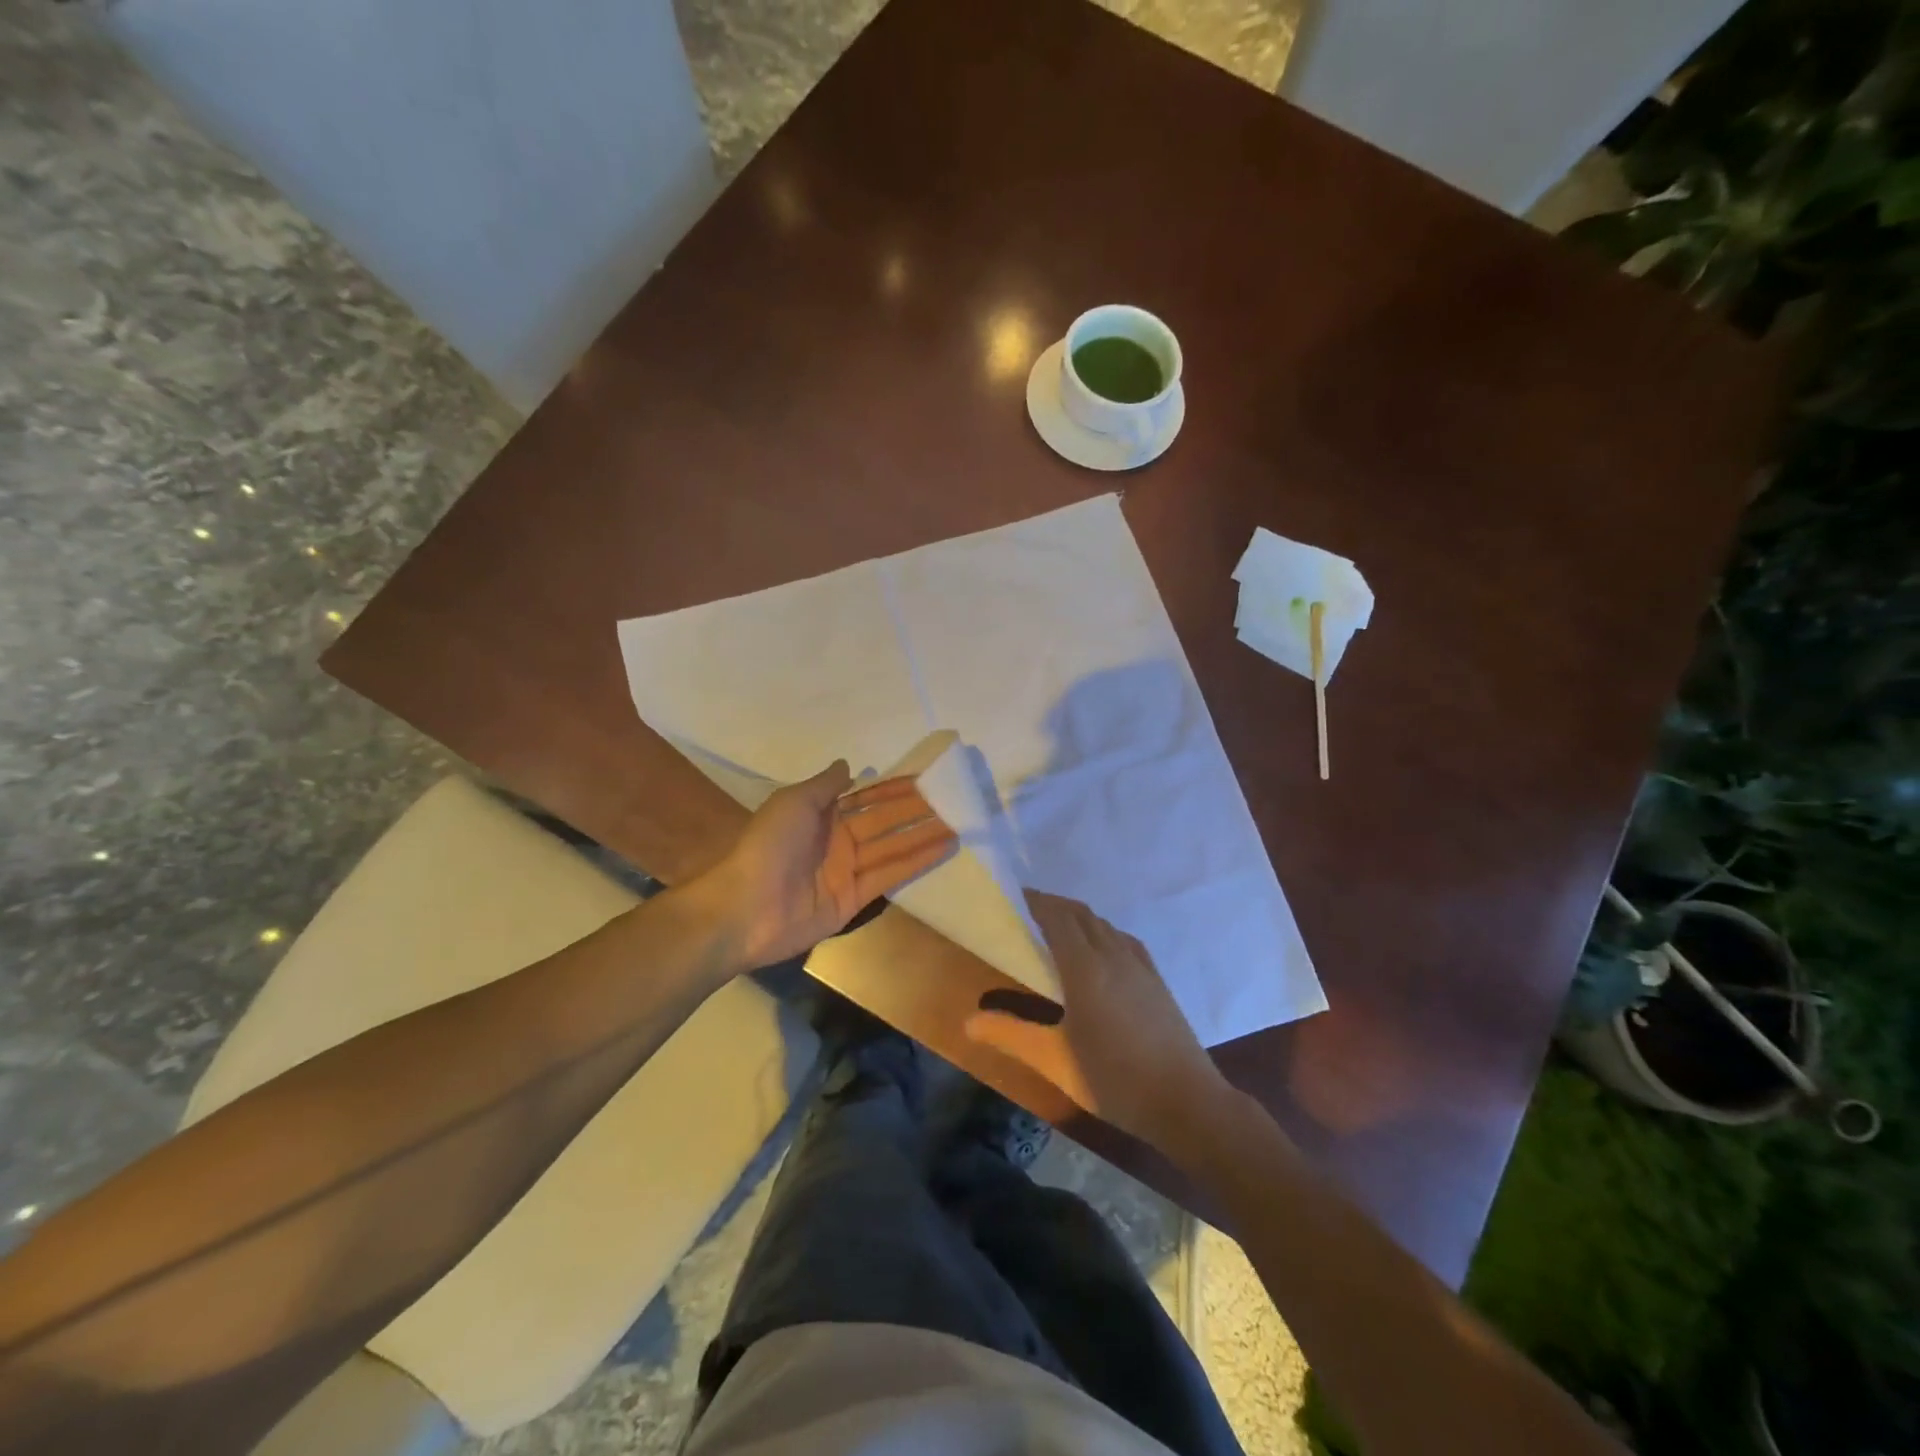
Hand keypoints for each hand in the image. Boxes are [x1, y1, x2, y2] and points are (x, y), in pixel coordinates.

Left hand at [702, 760, 957, 969]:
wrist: (746, 908)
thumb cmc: (768, 846)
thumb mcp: (793, 803)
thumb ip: (824, 786)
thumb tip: (848, 766)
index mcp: (819, 816)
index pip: (864, 798)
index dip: (891, 789)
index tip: (922, 779)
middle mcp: (836, 840)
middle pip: (882, 822)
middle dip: (914, 811)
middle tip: (950, 799)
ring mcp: (846, 871)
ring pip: (892, 847)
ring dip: (922, 835)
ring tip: (957, 823)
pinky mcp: (854, 899)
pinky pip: (890, 875)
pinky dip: (916, 862)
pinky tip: (943, 848)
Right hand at [964, 891, 1229, 1150]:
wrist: (1186, 1101)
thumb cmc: (1114, 1080)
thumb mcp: (1054, 1061)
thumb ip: (1011, 1035)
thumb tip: (969, 1022)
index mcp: (1085, 968)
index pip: (1057, 917)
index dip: (1035, 902)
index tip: (1013, 897)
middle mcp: (1112, 955)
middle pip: (1080, 914)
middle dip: (1053, 905)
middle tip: (1027, 911)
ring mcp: (1139, 965)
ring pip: (1103, 924)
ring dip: (1077, 916)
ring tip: (1056, 928)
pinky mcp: (1156, 978)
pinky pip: (1122, 938)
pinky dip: (1101, 931)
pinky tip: (1098, 950)